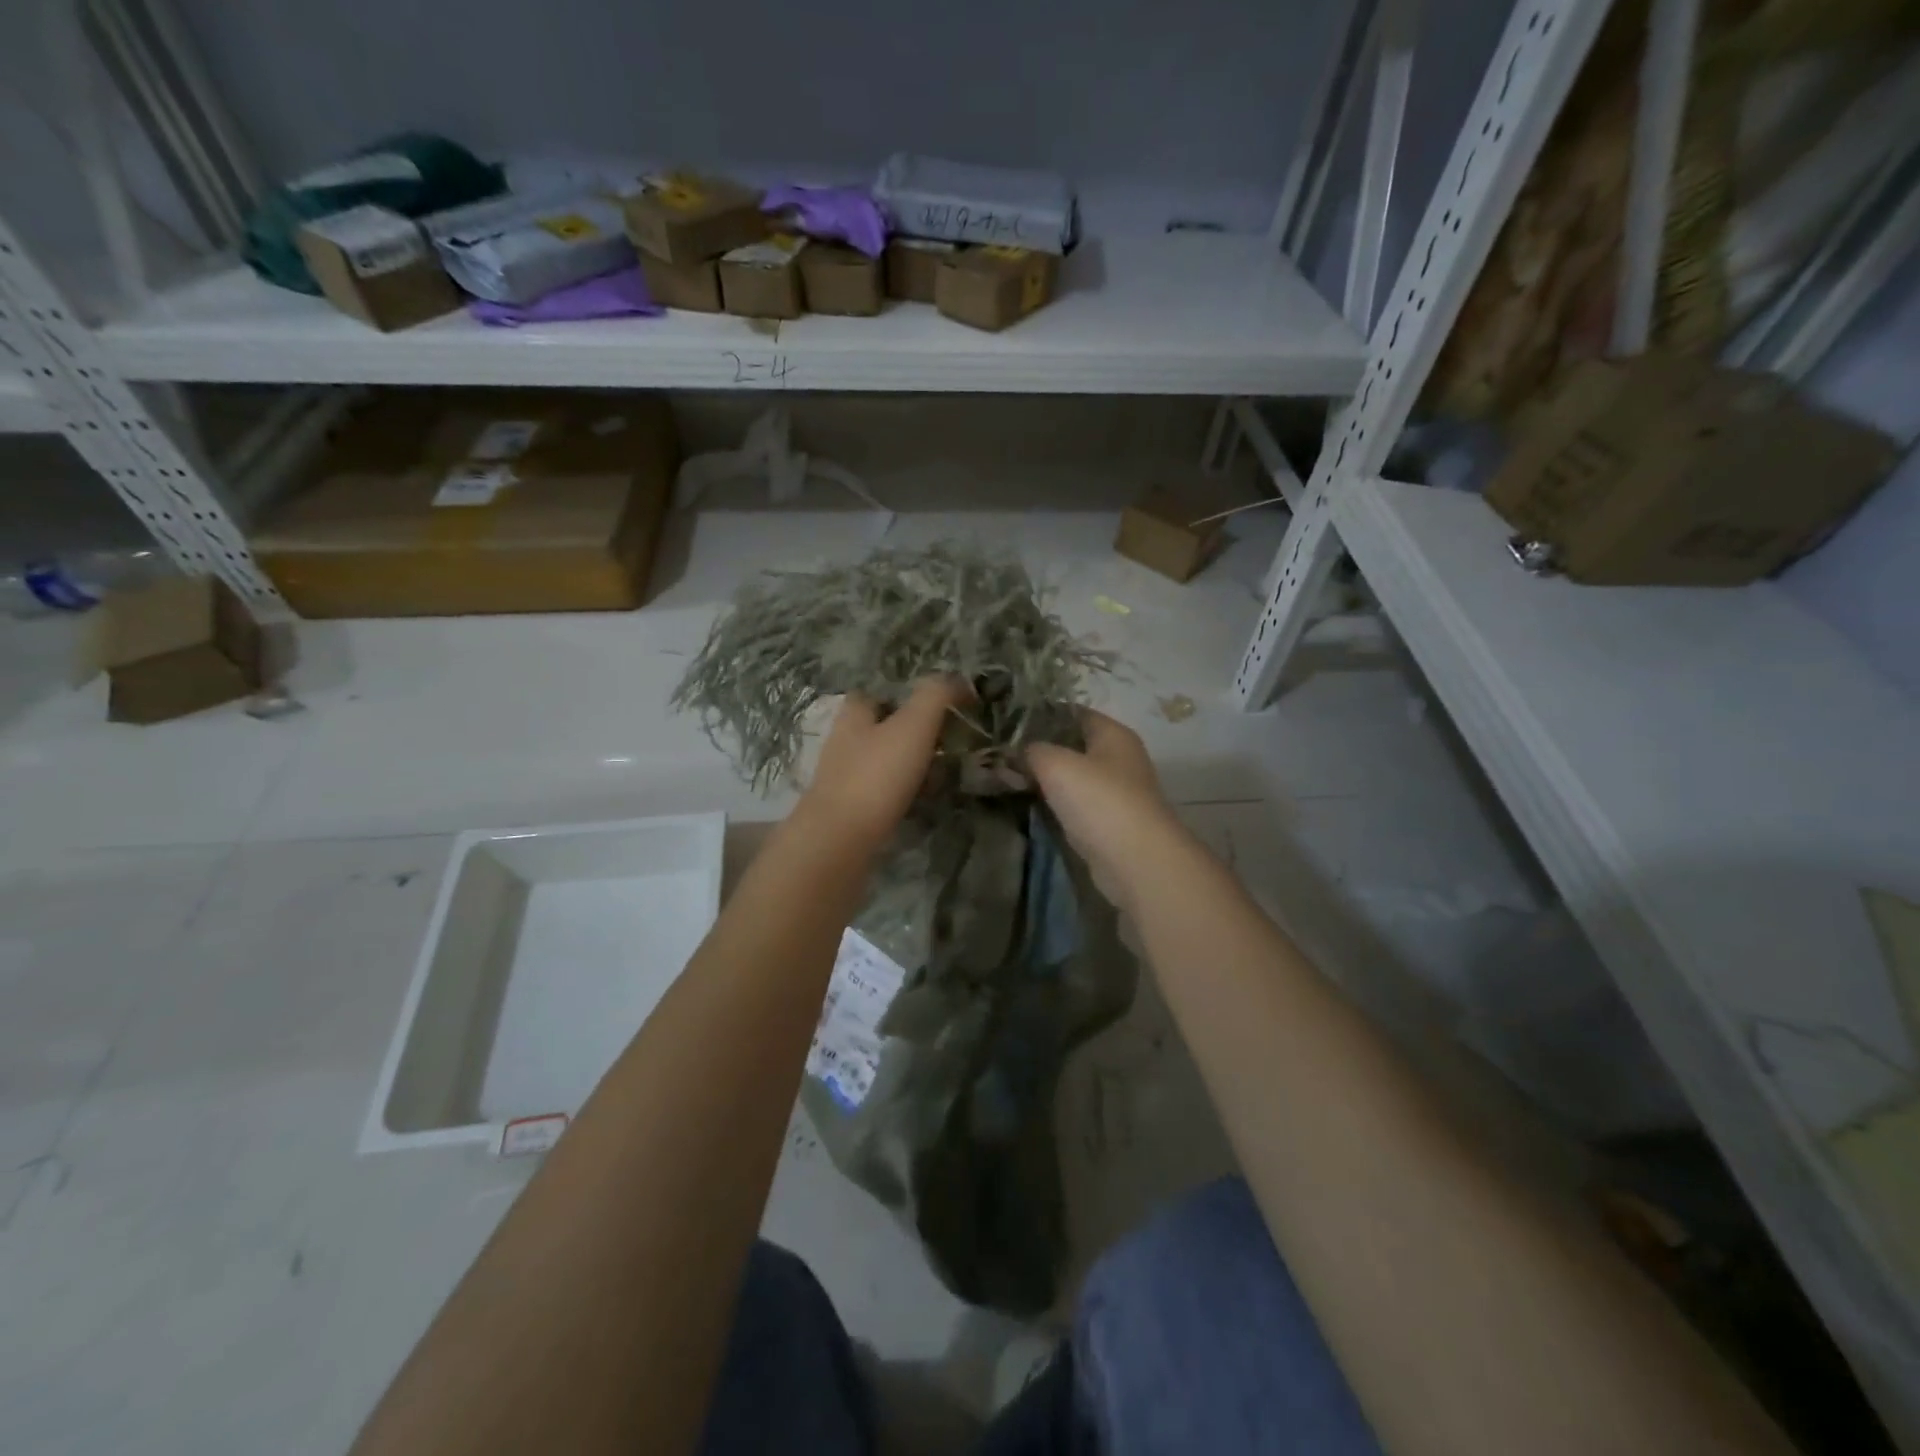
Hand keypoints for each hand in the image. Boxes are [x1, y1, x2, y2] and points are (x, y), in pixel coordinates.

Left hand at [795, 678, 969, 851]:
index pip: (877, 692)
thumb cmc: (876, 775)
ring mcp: (845, 778)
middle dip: (915, 733)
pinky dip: (906, 793)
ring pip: (885, 762)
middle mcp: (844, 742)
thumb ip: (936, 695)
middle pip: (883, 728)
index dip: (906, 694)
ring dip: (913, 765)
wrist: (840, 841)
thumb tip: (959, 680)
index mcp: (853, 715)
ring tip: (945, 773)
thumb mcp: (913, 725)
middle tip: (950, 742)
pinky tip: (925, 802)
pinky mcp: (851, 810)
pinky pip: (885, 793)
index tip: (939, 704)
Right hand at [1026, 710, 1180, 910]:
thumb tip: (1017, 752)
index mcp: (1114, 734)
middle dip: (1040, 751)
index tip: (1009, 724)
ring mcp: (1117, 793)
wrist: (1135, 861)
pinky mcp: (1109, 824)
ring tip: (1007, 779)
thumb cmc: (1099, 800)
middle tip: (1001, 755)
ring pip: (1073, 778)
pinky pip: (1076, 805)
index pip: (1074, 713)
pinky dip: (1056, 805)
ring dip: (1046, 781)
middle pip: (1073, 746)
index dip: (1042, 715)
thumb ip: (1032, 751)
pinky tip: (1030, 807)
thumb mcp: (1055, 764)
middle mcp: (1119, 759)